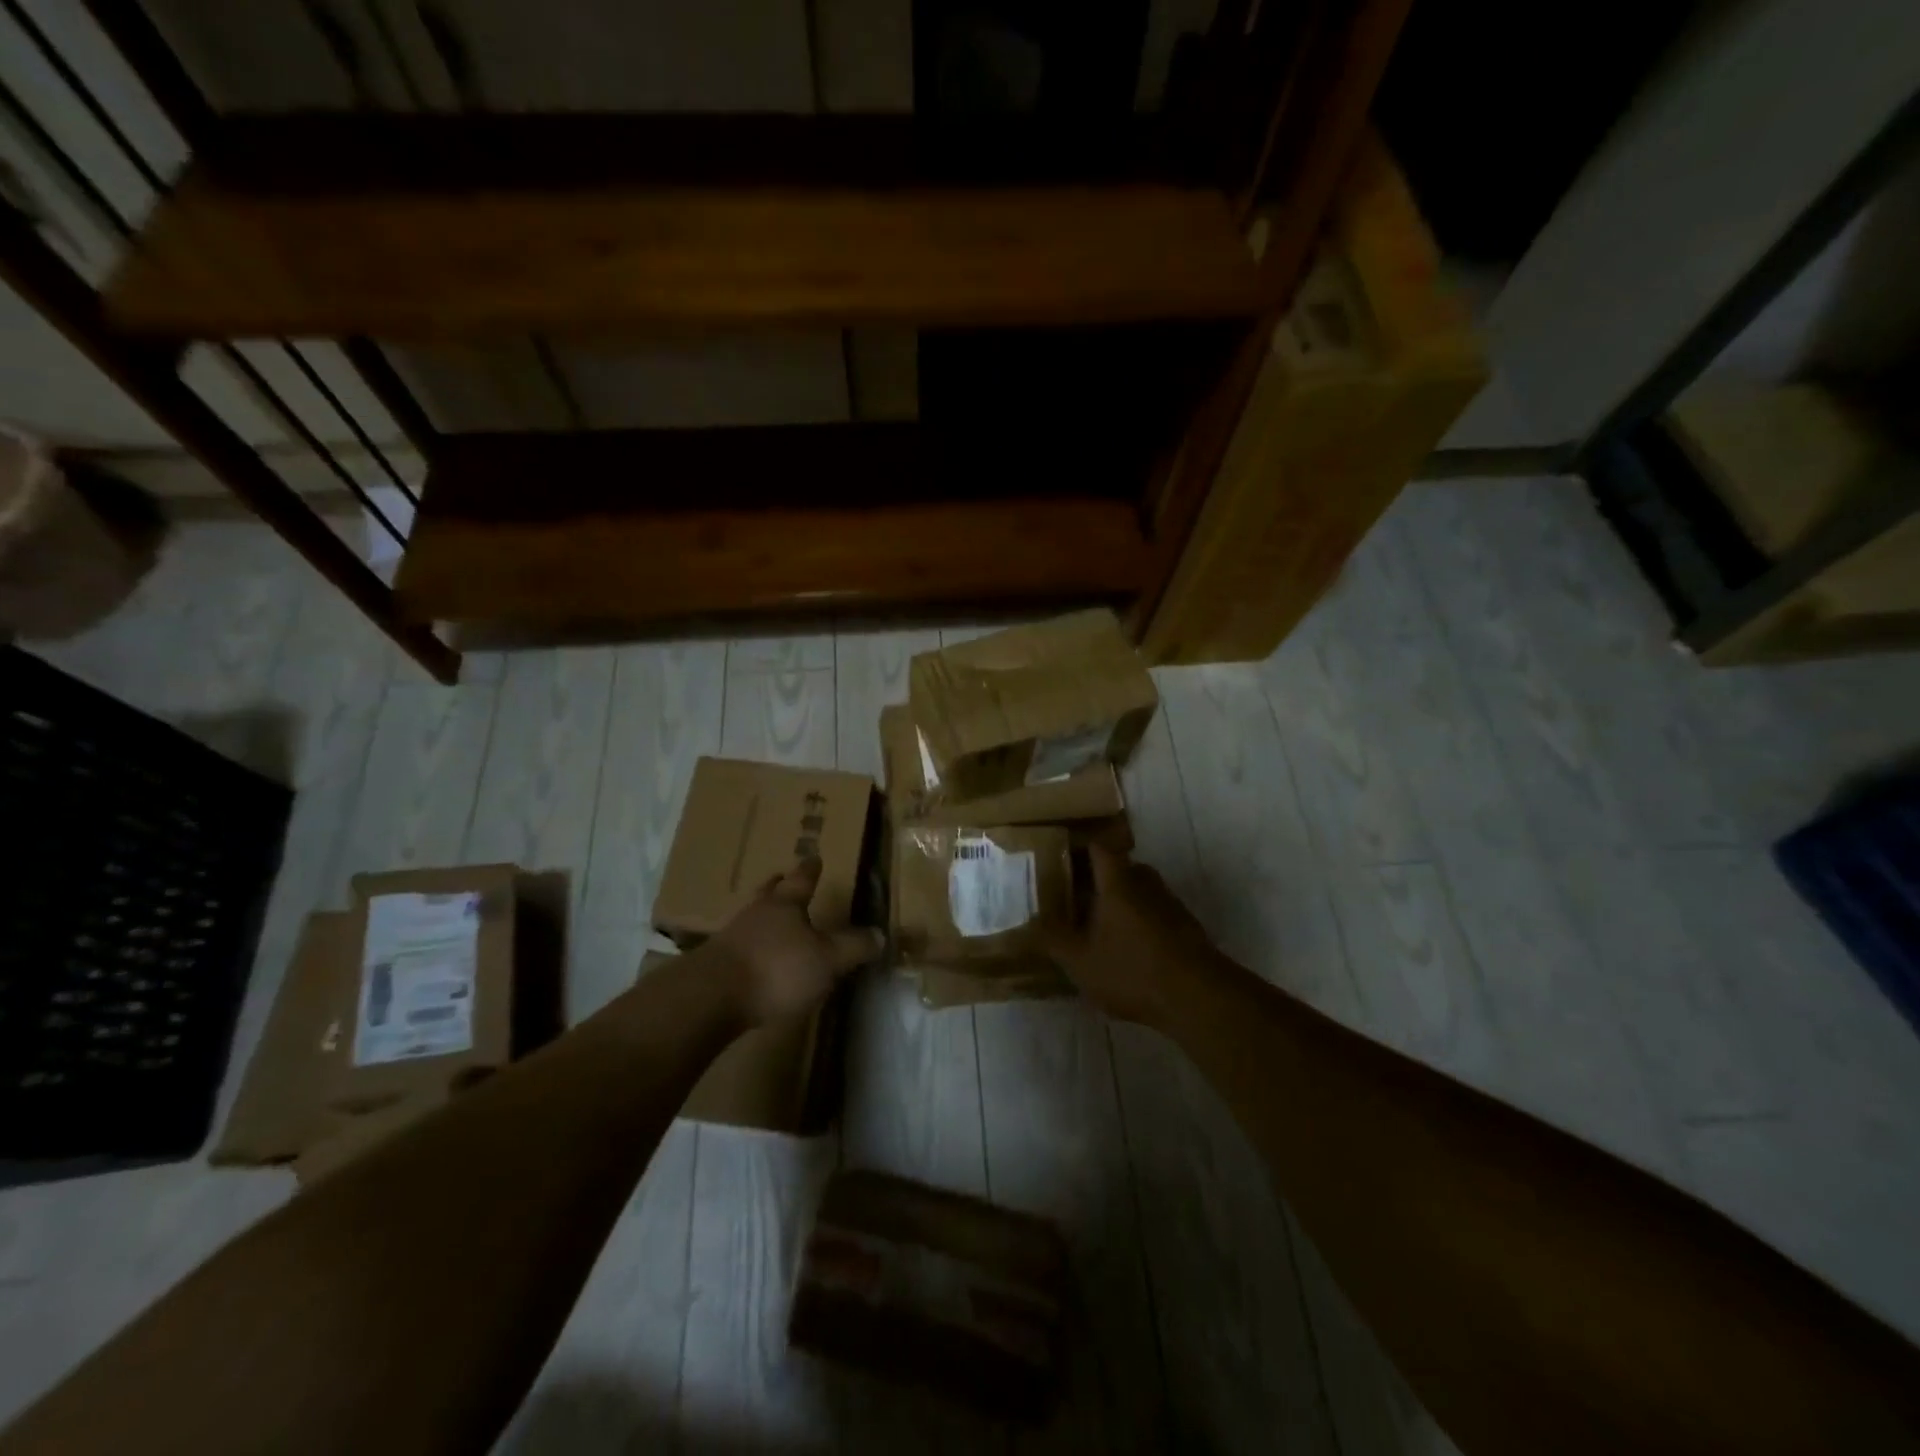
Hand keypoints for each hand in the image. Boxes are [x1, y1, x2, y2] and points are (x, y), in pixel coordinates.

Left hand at [709, 858, 883, 1027]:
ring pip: (752, 917)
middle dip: (779, 885)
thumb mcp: (827, 960)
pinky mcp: (715, 964)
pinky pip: (739, 945)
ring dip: (762, 916)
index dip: (811, 869)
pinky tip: (756, 958)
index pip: (802, 880)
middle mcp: (757, 913)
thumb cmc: (777, 968)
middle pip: (769, 892)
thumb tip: (880, 934)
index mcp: (785, 904)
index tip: (815, 857)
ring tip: (771, 920)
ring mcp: (732, 937)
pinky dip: (751, 946)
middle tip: (783, 877)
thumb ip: (853, 948)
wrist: (711, 996)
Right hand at [1044, 846, 1221, 1028]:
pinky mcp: (1187, 928)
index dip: (1080, 850)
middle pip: (1120, 869)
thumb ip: (1053, 939)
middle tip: (1074, 898)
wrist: (1198, 998)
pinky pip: (1155, 914)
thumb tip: (1029, 922)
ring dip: (1120, 903)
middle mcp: (1146, 883)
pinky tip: (1128, 951)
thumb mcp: (1080, 961)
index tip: (1061, 860)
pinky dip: (1139, 924)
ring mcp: (1171, 904)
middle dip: (1097, 881)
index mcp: (1118, 882)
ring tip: (1098, 927)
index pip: (1099, 849)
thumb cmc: (1132, 970)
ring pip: (1139, 892)